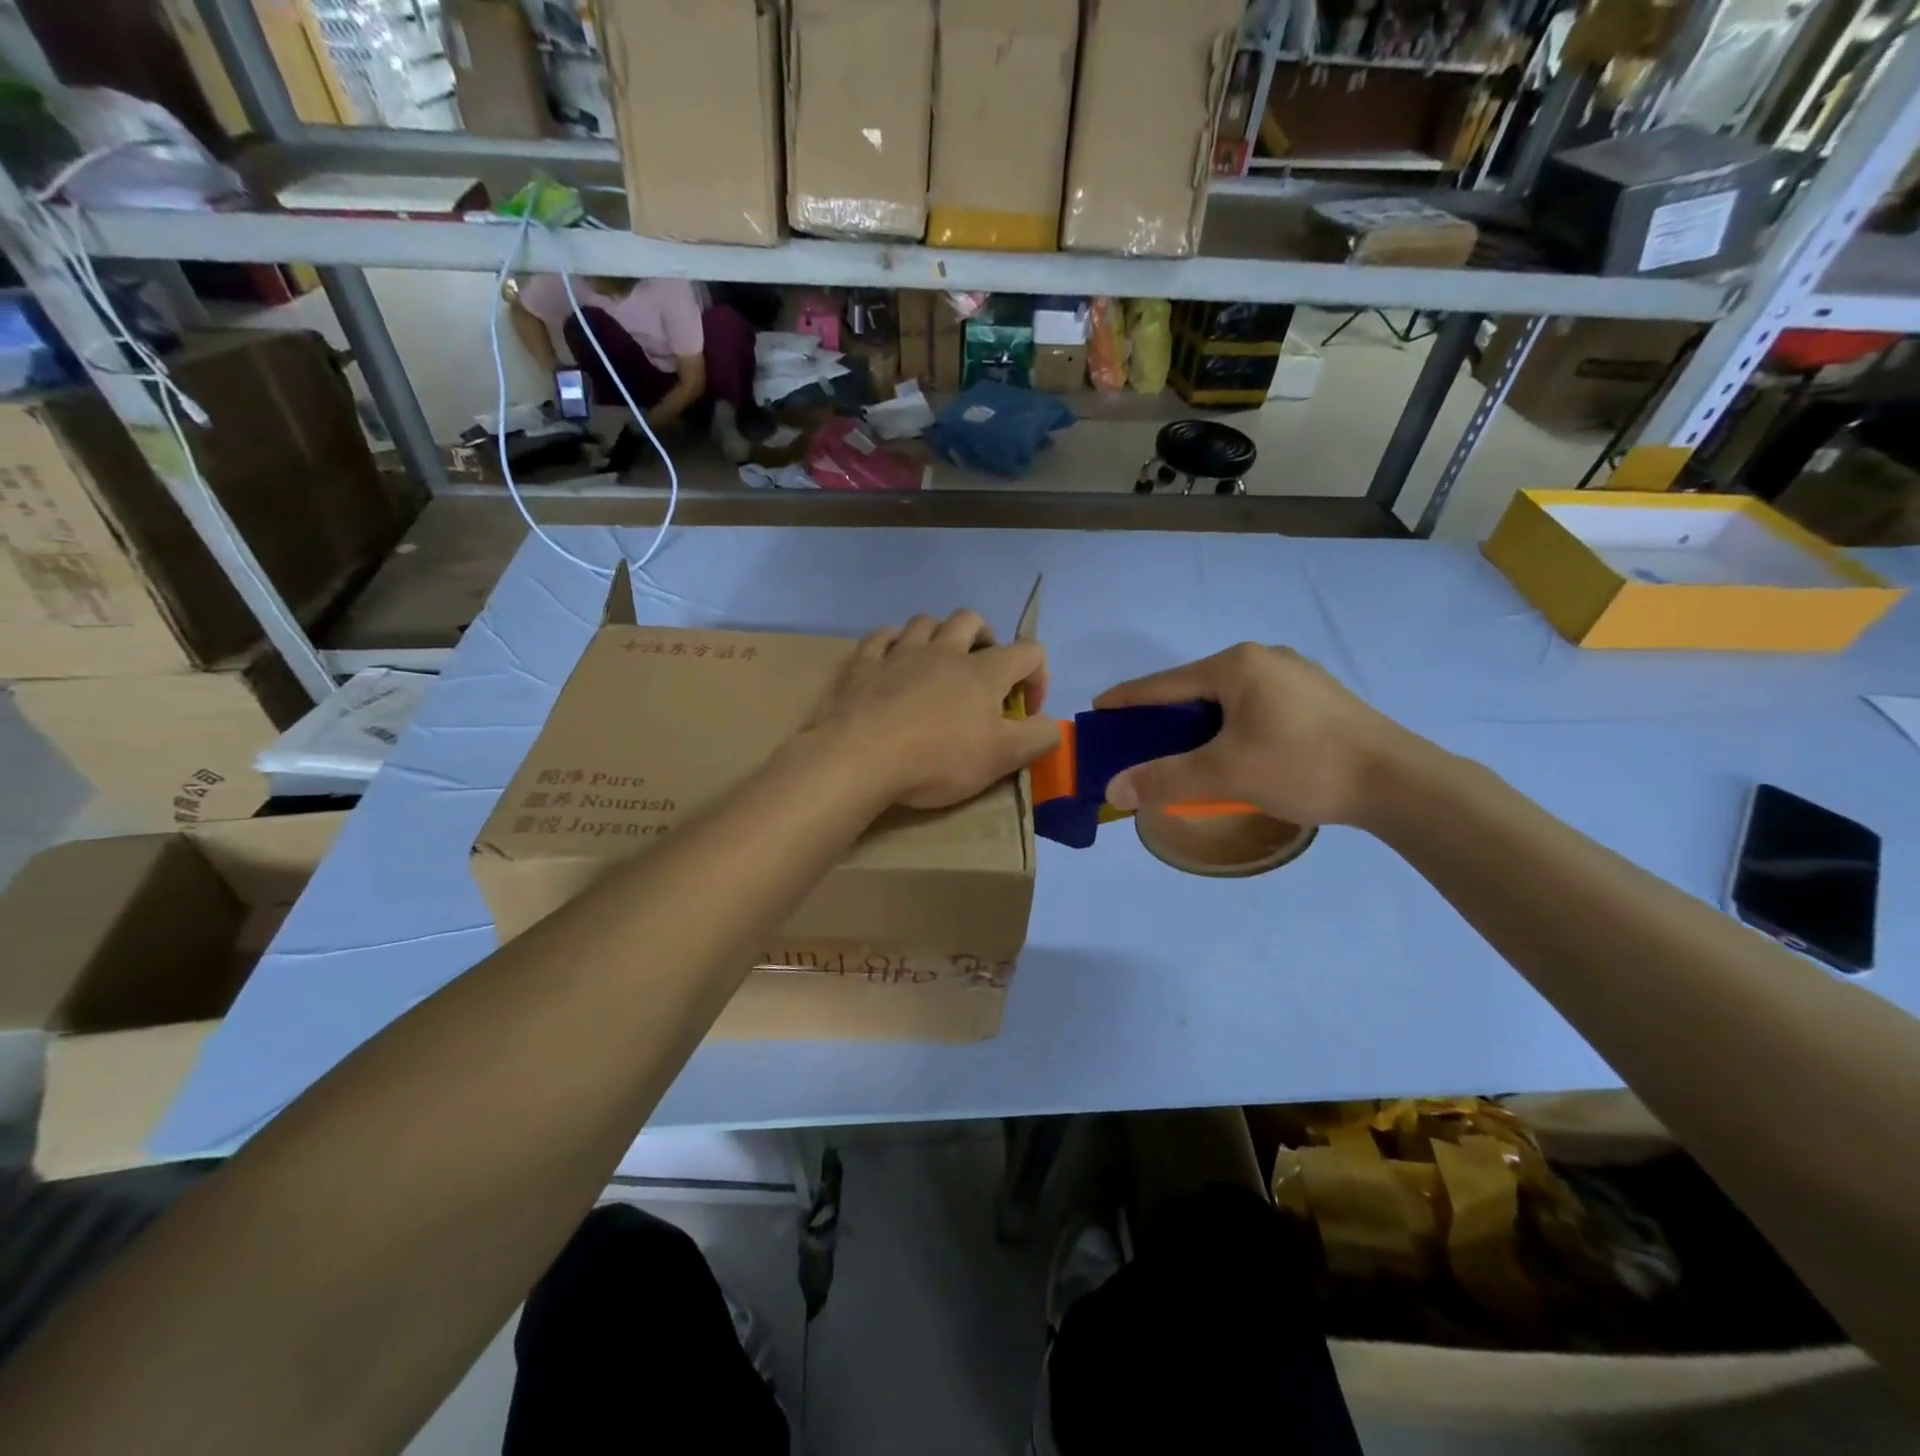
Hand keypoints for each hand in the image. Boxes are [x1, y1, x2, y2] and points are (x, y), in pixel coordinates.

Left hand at [801, 610, 1058, 810]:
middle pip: (972, 620)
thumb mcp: (1002, 758)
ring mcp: (900, 653)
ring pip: (925, 622)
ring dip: (938, 636)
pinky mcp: (864, 664)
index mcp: (984, 672)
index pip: (1029, 651)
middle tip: (982, 673)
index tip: (1025, 712)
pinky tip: (892, 660)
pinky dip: (892, 643)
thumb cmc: (938, 759)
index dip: (1038, 676)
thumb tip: (1051, 725)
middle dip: (985, 639)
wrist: (860, 758)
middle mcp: (944, 651)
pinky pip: (881, 637)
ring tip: (938, 664)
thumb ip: (1039, 738)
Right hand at [1096, 644, 1414, 826]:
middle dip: (1165, 716)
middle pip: (1195, 688)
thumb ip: (1164, 779)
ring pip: (1228, 698)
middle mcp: (1264, 658)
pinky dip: (1232, 726)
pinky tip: (1236, 751)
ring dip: (1200, 724)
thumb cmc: (1303, 766)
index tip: (1099, 710)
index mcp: (1237, 665)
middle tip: (1141, 743)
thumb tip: (1113, 789)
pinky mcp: (1318, 696)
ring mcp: (1296, 674)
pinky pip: (1256, 706)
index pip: (1164, 683)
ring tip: (1185, 752)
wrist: (1399, 782)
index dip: (1128, 699)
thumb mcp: (1225, 774)